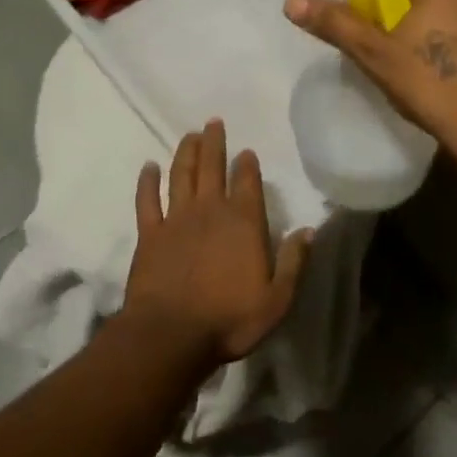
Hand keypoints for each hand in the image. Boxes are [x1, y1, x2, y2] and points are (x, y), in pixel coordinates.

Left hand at [122, 120, 310, 368]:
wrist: (171, 335)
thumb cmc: (229, 319)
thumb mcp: (277, 299)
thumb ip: (294, 262)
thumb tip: (309, 230)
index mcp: (243, 223)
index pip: (248, 183)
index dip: (247, 165)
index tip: (246, 151)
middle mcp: (210, 211)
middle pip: (212, 168)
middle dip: (214, 143)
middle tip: (212, 122)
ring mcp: (176, 220)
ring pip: (182, 176)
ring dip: (186, 153)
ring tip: (189, 135)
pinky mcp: (149, 234)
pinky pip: (147, 200)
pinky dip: (148, 181)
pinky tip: (149, 167)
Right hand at [284, 0, 456, 162]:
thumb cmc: (439, 85)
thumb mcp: (378, 55)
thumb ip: (336, 23)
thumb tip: (291, 0)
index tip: (342, 9)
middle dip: (390, 8)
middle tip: (373, 46)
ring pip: (446, 3)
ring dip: (422, 23)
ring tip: (407, 64)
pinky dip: (451, 36)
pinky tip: (444, 71)